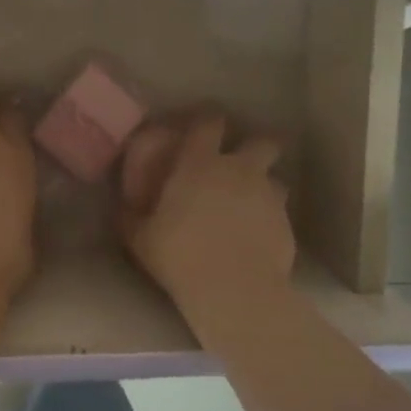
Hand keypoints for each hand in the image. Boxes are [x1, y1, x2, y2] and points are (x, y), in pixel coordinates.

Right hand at [118, 113, 294, 313]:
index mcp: (200, 163)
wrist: (234, 290)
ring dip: (264, 186)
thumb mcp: (140, 237)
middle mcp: (240, 170)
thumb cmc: (179, 255)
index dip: (207, 119)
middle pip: (262, 142)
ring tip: (250, 205)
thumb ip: (132, 216)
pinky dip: (269, 219)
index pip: (209, 123)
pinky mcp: (287, 225)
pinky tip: (257, 238)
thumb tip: (123, 208)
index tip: (202, 124)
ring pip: (275, 179)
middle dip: (255, 146)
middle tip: (240, 162)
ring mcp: (268, 196)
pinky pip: (279, 213)